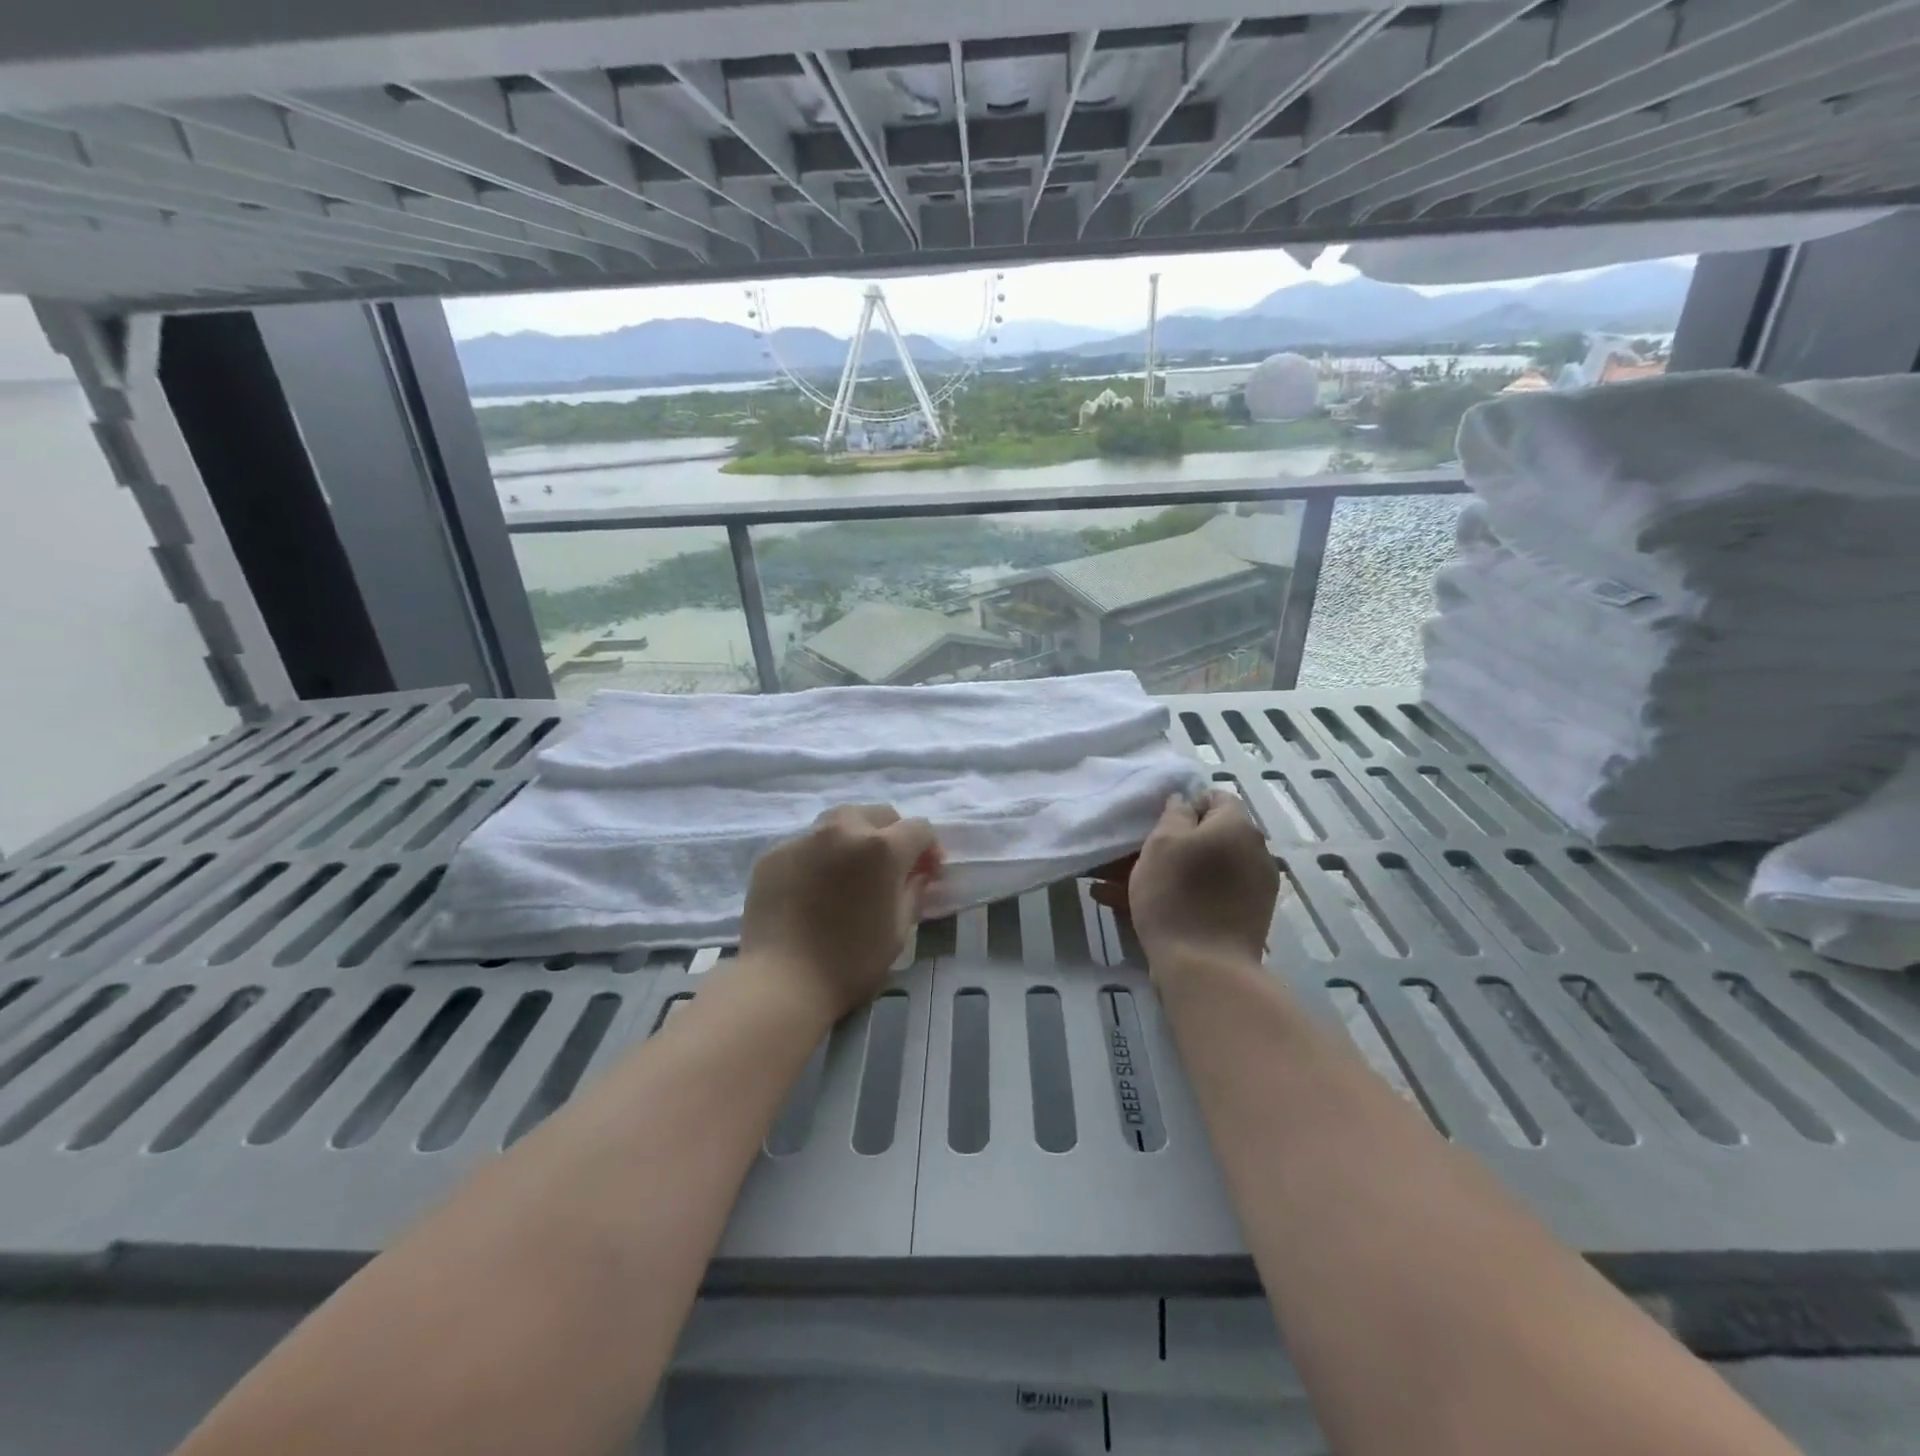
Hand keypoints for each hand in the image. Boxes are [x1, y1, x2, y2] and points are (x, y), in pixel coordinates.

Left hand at [739, 804, 941, 1021]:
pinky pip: (808, 843)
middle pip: (879, 814)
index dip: (929, 848)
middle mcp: (844, 829)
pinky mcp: (774, 853)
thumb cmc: (851, 961)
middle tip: (891, 867)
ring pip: (840, 821)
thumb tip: (919, 874)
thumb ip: (914, 891)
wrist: (781, 982)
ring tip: (852, 870)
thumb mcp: (899, 929)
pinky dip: (820, 856)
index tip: (928, 872)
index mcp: (882, 847)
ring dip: (855, 837)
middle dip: (892, 834)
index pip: (919, 828)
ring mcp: (805, 838)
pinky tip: (816, 887)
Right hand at [1092, 792, 1277, 973]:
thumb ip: (1175, 813)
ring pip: (1205, 869)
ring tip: (1121, 887)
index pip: (1214, 797)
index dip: (1184, 806)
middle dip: (1174, 844)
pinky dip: (1183, 896)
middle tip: (1134, 858)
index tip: (1154, 824)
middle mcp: (1255, 852)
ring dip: (1172, 872)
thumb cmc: (1177, 895)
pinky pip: (1210, 895)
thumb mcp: (1162, 842)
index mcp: (1237, 826)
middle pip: (1210, 836)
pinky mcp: (1247, 917)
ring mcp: (1255, 888)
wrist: (1206, 969)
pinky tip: (1143, 908)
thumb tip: (1186, 802)